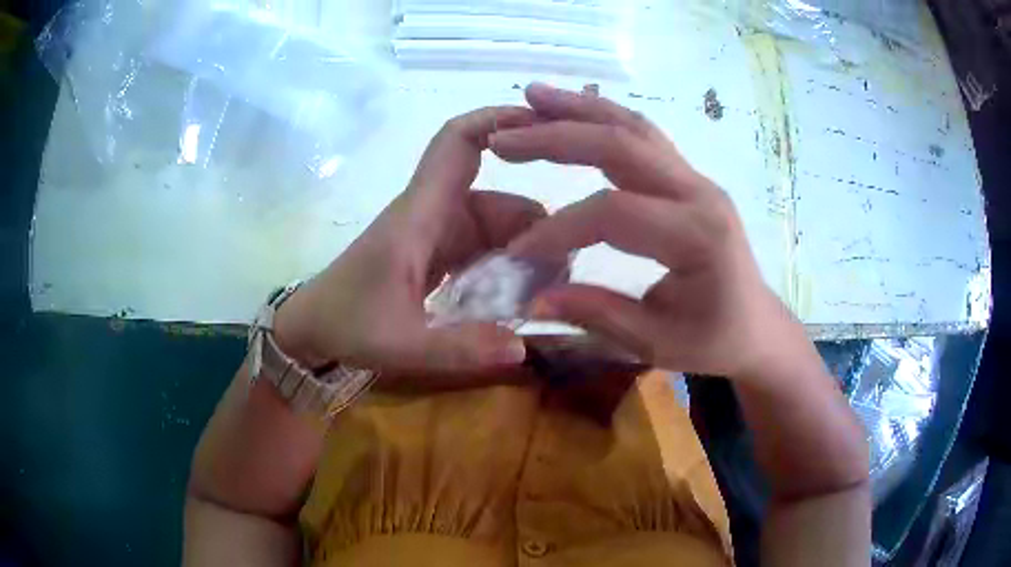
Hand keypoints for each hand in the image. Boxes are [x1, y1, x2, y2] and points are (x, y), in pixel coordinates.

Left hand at [273, 107, 545, 379]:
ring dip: (525, 250)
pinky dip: (507, 263)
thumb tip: (522, 347)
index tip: (544, 125)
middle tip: (564, 269)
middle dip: (535, 224)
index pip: (457, 143)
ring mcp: (436, 233)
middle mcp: (432, 213)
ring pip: (496, 223)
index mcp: (419, 215)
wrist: (311, 325)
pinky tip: (522, 293)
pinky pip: (484, 245)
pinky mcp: (436, 252)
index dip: (498, 121)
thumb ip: (458, 348)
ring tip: (545, 291)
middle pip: (497, 195)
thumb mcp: (400, 344)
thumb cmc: (346, 323)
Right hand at [490, 84, 817, 380]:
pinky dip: (602, 116)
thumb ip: (598, 315)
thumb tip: (533, 298)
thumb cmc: (715, 341)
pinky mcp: (688, 177)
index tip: (516, 252)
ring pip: (633, 126)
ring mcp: (696, 178)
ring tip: (531, 95)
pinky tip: (572, 109)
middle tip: (503, 136)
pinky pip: (642, 134)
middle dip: (556, 137)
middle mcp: (699, 193)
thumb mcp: (658, 344)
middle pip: (621, 146)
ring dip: (579, 108)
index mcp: (697, 237)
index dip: (558, 227)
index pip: (614, 213)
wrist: (756, 326)